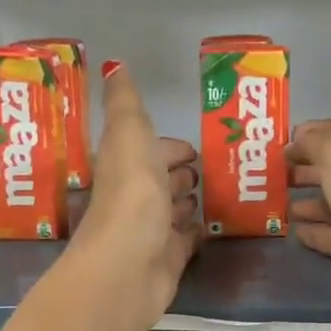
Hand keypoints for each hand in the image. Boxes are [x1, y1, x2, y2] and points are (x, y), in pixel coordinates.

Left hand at [69, 61, 199, 330]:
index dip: (168, 147)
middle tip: (208, 169)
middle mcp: (134, 197)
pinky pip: (186, 240)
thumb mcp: (129, 135)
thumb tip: (114, 64)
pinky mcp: (168, 259)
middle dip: (180, 172)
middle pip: (160, 180)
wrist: (128, 266)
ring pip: (173, 210)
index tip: (194, 146)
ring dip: (188, 201)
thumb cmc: (131, 194)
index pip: (148, 150)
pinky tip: (212, 226)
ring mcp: (151, 231)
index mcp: (124, 165)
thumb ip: (125, 103)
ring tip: (215, 194)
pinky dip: (196, 232)